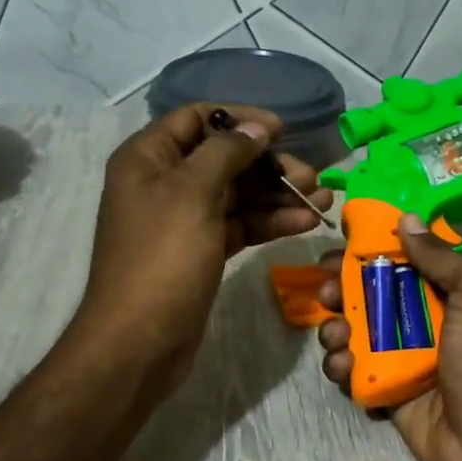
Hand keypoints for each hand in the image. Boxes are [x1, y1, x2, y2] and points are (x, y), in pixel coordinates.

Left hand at [74, 103, 331, 385]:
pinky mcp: (201, 250)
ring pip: (237, 194)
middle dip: (268, 165)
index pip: (198, 118)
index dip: (241, 119)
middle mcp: (164, 182)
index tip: (282, 131)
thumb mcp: (193, 193)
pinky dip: (268, 222)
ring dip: (277, 195)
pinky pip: (238, 224)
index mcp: (148, 158)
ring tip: (321, 202)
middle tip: (310, 177)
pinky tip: (303, 224)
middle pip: (224, 158)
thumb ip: (226, 151)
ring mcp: (184, 219)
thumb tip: (257, 127)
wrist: (140, 341)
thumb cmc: (162, 258)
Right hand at [315, 216, 461, 460]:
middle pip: (368, 294)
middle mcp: (420, 321)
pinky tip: (344, 367)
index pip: (400, 261)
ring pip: (352, 332)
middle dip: (340, 289)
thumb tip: (405, 220)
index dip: (369, 251)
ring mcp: (400, 357)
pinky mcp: (384, 390)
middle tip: (327, 292)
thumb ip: (441, 257)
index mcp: (446, 293)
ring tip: (337, 336)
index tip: (340, 245)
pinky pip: (351, 371)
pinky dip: (339, 366)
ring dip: (334, 329)